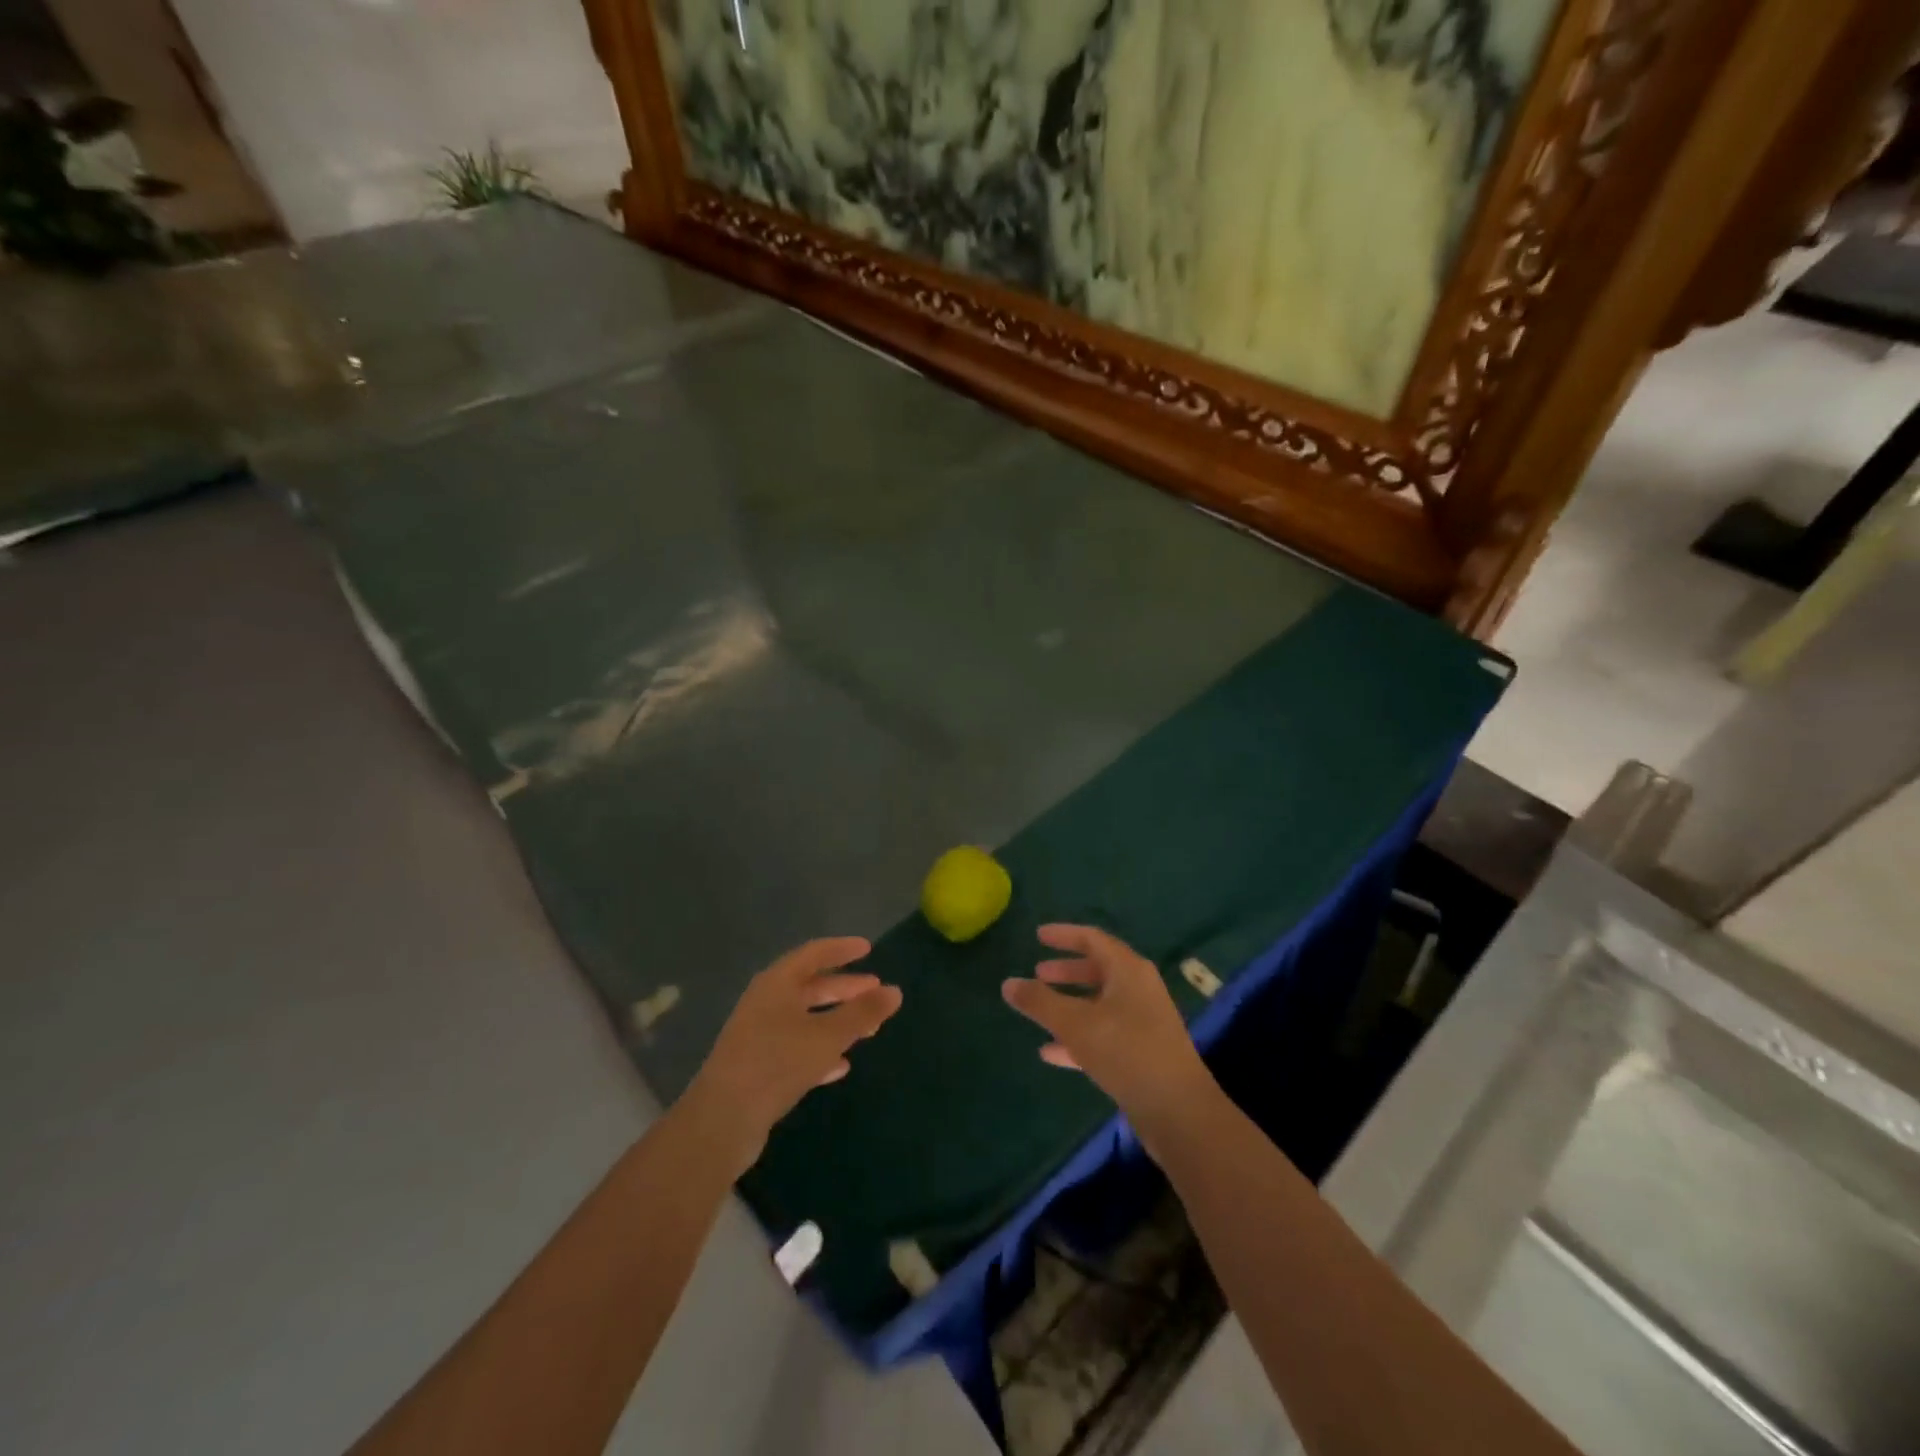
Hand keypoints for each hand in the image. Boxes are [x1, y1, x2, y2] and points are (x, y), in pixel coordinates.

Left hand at [680, 938, 901, 1173]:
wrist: (723, 1120)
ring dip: (836, 1020)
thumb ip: (862, 1013)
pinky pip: (796, 1048)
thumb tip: (895, 991)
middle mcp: (765, 1003)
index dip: (842, 949)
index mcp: (777, 984)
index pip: (814, 954)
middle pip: (810, 987)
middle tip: (875, 990)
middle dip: (844, 988)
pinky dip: (820, 1050)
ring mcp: (759, 1036)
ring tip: (868, 1029)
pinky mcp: (758, 1067)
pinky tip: (840, 1065)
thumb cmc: (777, 1063)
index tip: (868, 948)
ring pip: (805, 1019)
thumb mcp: (827, 1036)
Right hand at [1002, 925, 1213, 1131]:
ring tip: (1040, 1011)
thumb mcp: (1075, 1023)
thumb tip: (1008, 983)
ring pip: (1100, 1003)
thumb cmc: (1126, 1052)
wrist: (1178, 1111)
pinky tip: (1051, 1052)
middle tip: (1038, 973)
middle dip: (1067, 971)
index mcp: (1128, 970)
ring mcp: (1144, 1022)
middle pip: (1099, 970)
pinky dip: (1079, 1036)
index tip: (1038, 935)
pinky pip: (1105, 1034)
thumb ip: (1039, 1002)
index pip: (1093, 939)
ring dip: (1071, 1004)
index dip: (1064, 935)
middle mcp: (1139, 989)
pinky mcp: (1143, 1053)